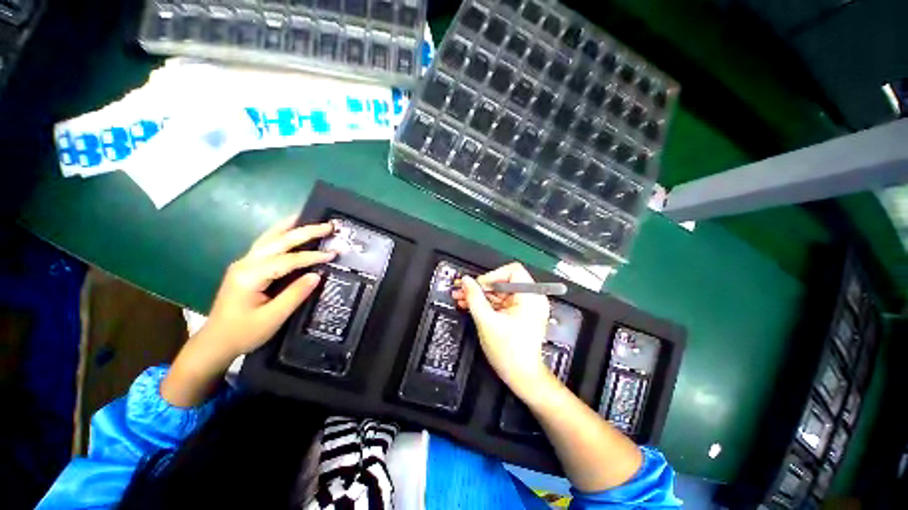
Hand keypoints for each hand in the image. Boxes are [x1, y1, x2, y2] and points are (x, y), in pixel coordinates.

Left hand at [200, 216, 336, 359]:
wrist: (216, 341)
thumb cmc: (243, 332)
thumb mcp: (272, 318)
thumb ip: (295, 295)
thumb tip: (317, 275)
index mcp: (250, 276)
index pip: (287, 260)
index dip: (311, 256)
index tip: (333, 254)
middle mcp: (246, 263)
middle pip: (277, 241)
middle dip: (304, 231)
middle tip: (327, 226)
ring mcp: (244, 263)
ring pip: (269, 238)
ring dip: (290, 227)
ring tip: (308, 217)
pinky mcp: (248, 267)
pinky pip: (267, 245)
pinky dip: (281, 234)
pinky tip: (290, 230)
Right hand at [452, 262, 550, 395]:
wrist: (522, 376)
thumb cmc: (510, 352)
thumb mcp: (486, 321)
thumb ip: (474, 298)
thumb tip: (466, 281)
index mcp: (531, 297)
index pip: (512, 271)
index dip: (492, 276)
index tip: (477, 286)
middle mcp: (531, 298)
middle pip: (503, 281)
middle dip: (481, 286)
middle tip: (462, 289)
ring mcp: (525, 306)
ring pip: (499, 291)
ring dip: (480, 295)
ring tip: (461, 297)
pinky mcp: (519, 313)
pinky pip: (500, 301)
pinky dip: (486, 302)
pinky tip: (470, 304)